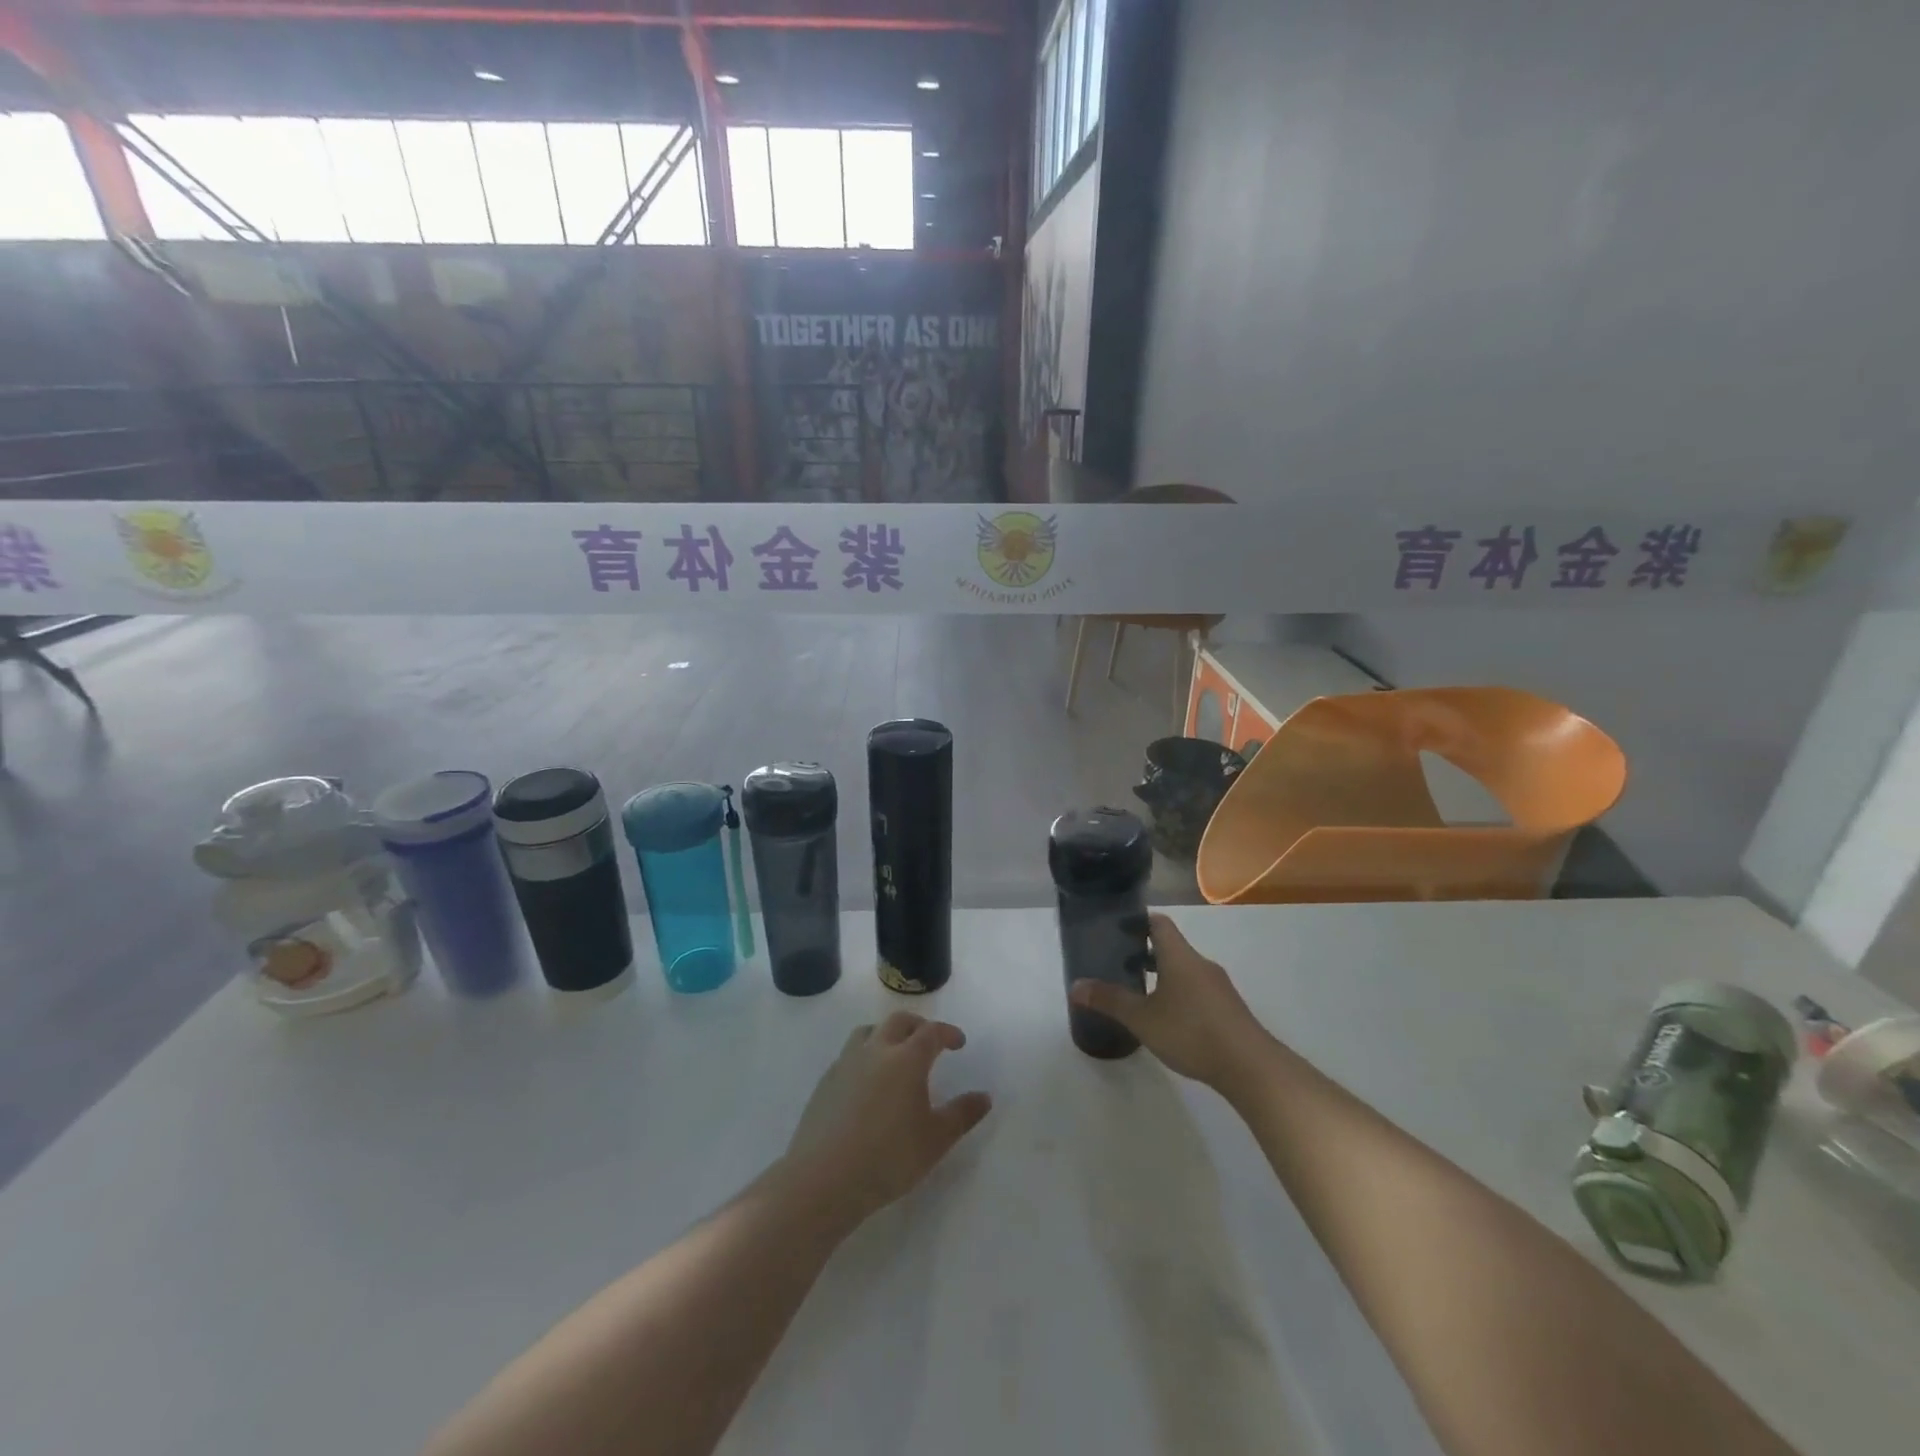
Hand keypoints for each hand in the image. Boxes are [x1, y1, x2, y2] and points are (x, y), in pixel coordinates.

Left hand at [784, 1012, 992, 1225]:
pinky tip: (867, 1082)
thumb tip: (984, 1096)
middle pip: (898, 1021)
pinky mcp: (825, 1081)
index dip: (948, 1033)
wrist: (824, 1178)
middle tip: (929, 1042)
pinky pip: (849, 1054)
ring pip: (868, 1031)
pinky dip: (864, 1055)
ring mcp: (846, 1063)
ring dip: (886, 1034)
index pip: (931, 1032)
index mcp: (906, 1059)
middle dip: (918, 1026)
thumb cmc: (889, 1158)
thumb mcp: (936, 1140)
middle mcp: (876, 1050)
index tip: (958, 1042)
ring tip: (895, 1054)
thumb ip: (962, 1114)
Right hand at [1070, 913, 1272, 1089]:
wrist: (1250, 1066)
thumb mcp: (1142, 1018)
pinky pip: (1197, 989)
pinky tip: (1168, 1018)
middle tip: (1119, 963)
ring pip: (1184, 969)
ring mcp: (1218, 986)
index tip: (1116, 929)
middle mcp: (1200, 963)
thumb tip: (1075, 986)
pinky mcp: (1228, 1008)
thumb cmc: (1191, 1032)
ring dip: (1162, 974)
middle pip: (1171, 946)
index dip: (1137, 921)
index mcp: (1179, 956)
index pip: (1158, 923)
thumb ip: (1110, 1000)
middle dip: (1144, 952)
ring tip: (1140, 992)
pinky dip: (1179, 993)